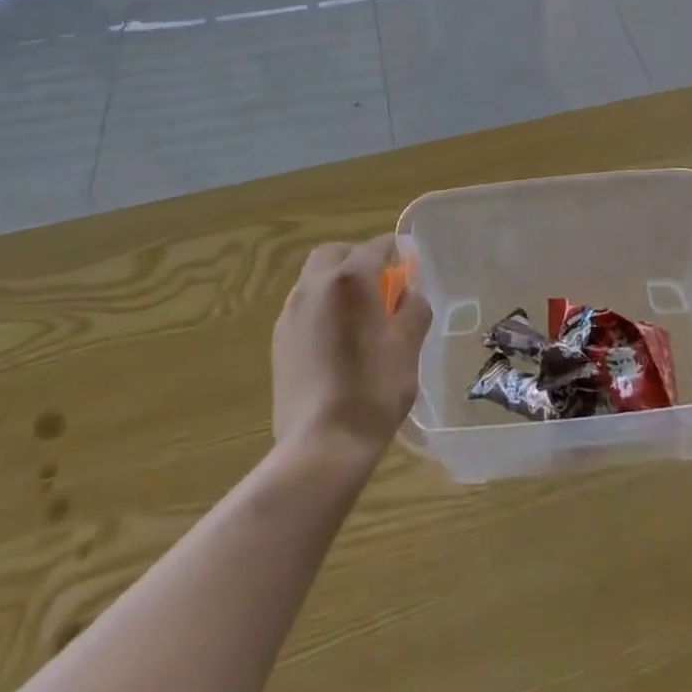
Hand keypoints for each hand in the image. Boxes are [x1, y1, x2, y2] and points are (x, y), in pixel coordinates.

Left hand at [271, 235, 431, 463]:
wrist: (321, 445)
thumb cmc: (374, 388)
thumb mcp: (409, 344)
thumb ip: (413, 307)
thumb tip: (408, 294)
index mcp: (350, 279)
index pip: (377, 247)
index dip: (397, 253)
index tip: (409, 271)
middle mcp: (315, 286)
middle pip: (336, 254)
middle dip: (358, 260)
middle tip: (380, 287)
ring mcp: (291, 314)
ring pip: (315, 280)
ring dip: (337, 285)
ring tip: (358, 318)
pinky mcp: (278, 342)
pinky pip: (303, 308)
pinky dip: (322, 310)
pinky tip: (337, 343)